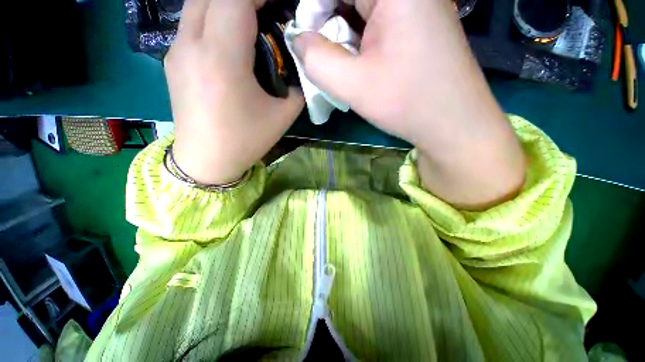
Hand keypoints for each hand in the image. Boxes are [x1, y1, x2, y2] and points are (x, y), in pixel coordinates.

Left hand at [165, 0, 303, 184]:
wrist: (206, 160)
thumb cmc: (246, 140)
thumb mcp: (282, 115)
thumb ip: (297, 85)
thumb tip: (300, 64)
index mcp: (221, 57)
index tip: (281, 5)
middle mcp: (191, 44)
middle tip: (268, 12)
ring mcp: (176, 49)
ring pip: (198, 3)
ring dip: (226, 4)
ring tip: (251, 24)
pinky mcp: (172, 59)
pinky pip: (192, 22)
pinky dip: (214, 18)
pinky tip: (230, 42)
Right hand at [294, 0, 525, 208]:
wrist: (453, 123)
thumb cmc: (408, 103)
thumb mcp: (354, 85)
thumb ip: (316, 60)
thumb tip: (298, 39)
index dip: (313, 9)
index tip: (308, 41)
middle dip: (329, 23)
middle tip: (325, 57)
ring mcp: (417, 6)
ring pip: (362, 10)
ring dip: (345, 35)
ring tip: (344, 65)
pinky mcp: (418, 24)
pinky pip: (378, 22)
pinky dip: (361, 41)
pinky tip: (361, 64)